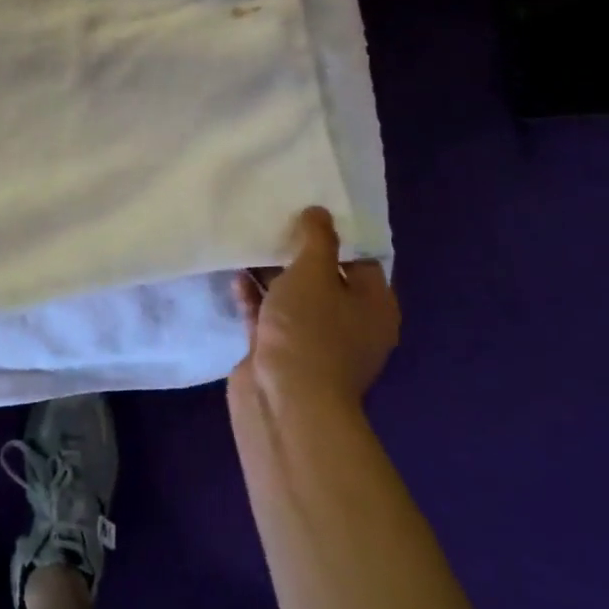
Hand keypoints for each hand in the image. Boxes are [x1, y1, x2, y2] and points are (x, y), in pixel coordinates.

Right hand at [230, 206, 399, 409]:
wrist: (284, 400)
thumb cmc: (310, 330)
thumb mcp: (315, 272)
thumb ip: (317, 238)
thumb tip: (320, 212)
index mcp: (373, 306)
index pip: (361, 260)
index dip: (337, 233)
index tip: (310, 208)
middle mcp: (349, 324)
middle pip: (325, 278)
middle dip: (300, 252)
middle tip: (276, 217)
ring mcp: (312, 341)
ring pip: (293, 297)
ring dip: (272, 274)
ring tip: (250, 239)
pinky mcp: (279, 352)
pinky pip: (267, 315)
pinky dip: (254, 297)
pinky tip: (235, 274)